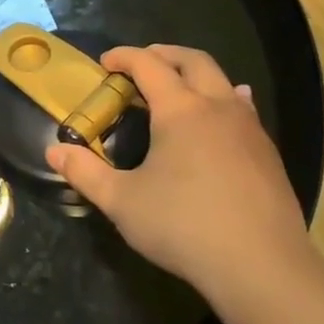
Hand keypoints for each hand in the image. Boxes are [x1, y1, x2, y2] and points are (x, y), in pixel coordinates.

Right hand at [46, 44, 308, 298]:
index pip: (149, 65)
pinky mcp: (268, 155)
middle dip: (164, 54)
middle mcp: (218, 108)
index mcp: (180, 111)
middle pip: (194, 61)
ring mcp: (249, 130)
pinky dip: (223, 100)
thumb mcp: (121, 201)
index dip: (124, 57)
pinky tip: (221, 118)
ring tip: (177, 89)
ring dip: (195, 76)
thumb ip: (84, 172)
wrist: (263, 268)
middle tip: (140, 64)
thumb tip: (54, 150)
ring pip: (224, 82)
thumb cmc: (184, 226)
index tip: (105, 62)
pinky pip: (243, 110)